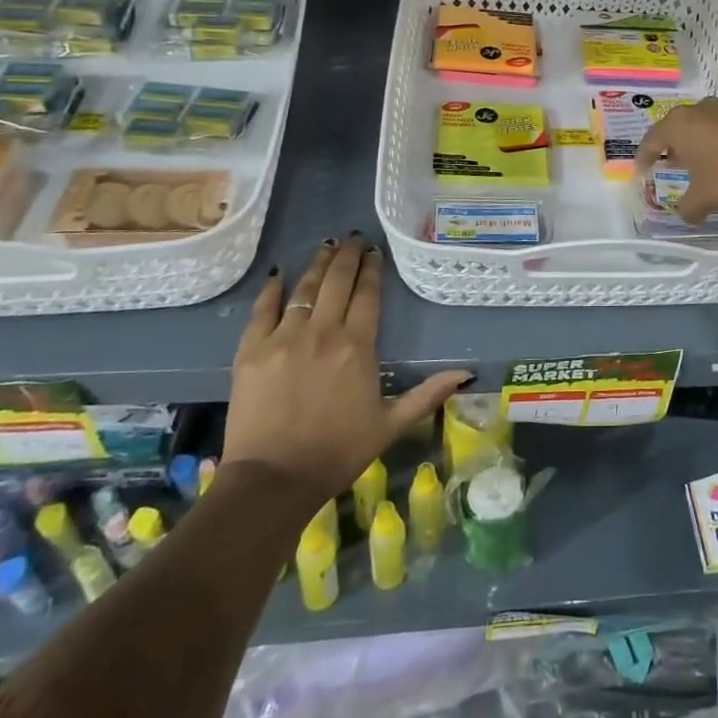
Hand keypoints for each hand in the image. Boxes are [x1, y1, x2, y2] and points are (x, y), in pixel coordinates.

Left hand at [223, 236, 468, 495]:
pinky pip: (262, 310)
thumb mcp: (390, 425)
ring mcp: (283, 338)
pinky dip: (272, 290)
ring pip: (303, 289)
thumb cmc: (338, 452)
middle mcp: (322, 332)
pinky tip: (280, 275)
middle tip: (354, 238)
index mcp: (357, 346)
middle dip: (348, 256)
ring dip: (317, 264)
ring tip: (327, 246)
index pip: (367, 295)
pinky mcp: (251, 351)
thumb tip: (467, 373)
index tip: (375, 253)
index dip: (372, 270)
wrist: (273, 480)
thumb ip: (427, 394)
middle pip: (336, 281)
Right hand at [633, 98, 717, 222]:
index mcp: (679, 125)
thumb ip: (688, 208)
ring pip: (702, 125)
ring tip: (698, 163)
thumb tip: (685, 216)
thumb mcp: (703, 199)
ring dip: (697, 143)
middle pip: (677, 128)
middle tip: (670, 164)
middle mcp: (699, 110)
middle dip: (672, 147)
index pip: (652, 139)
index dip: (644, 157)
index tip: (642, 171)